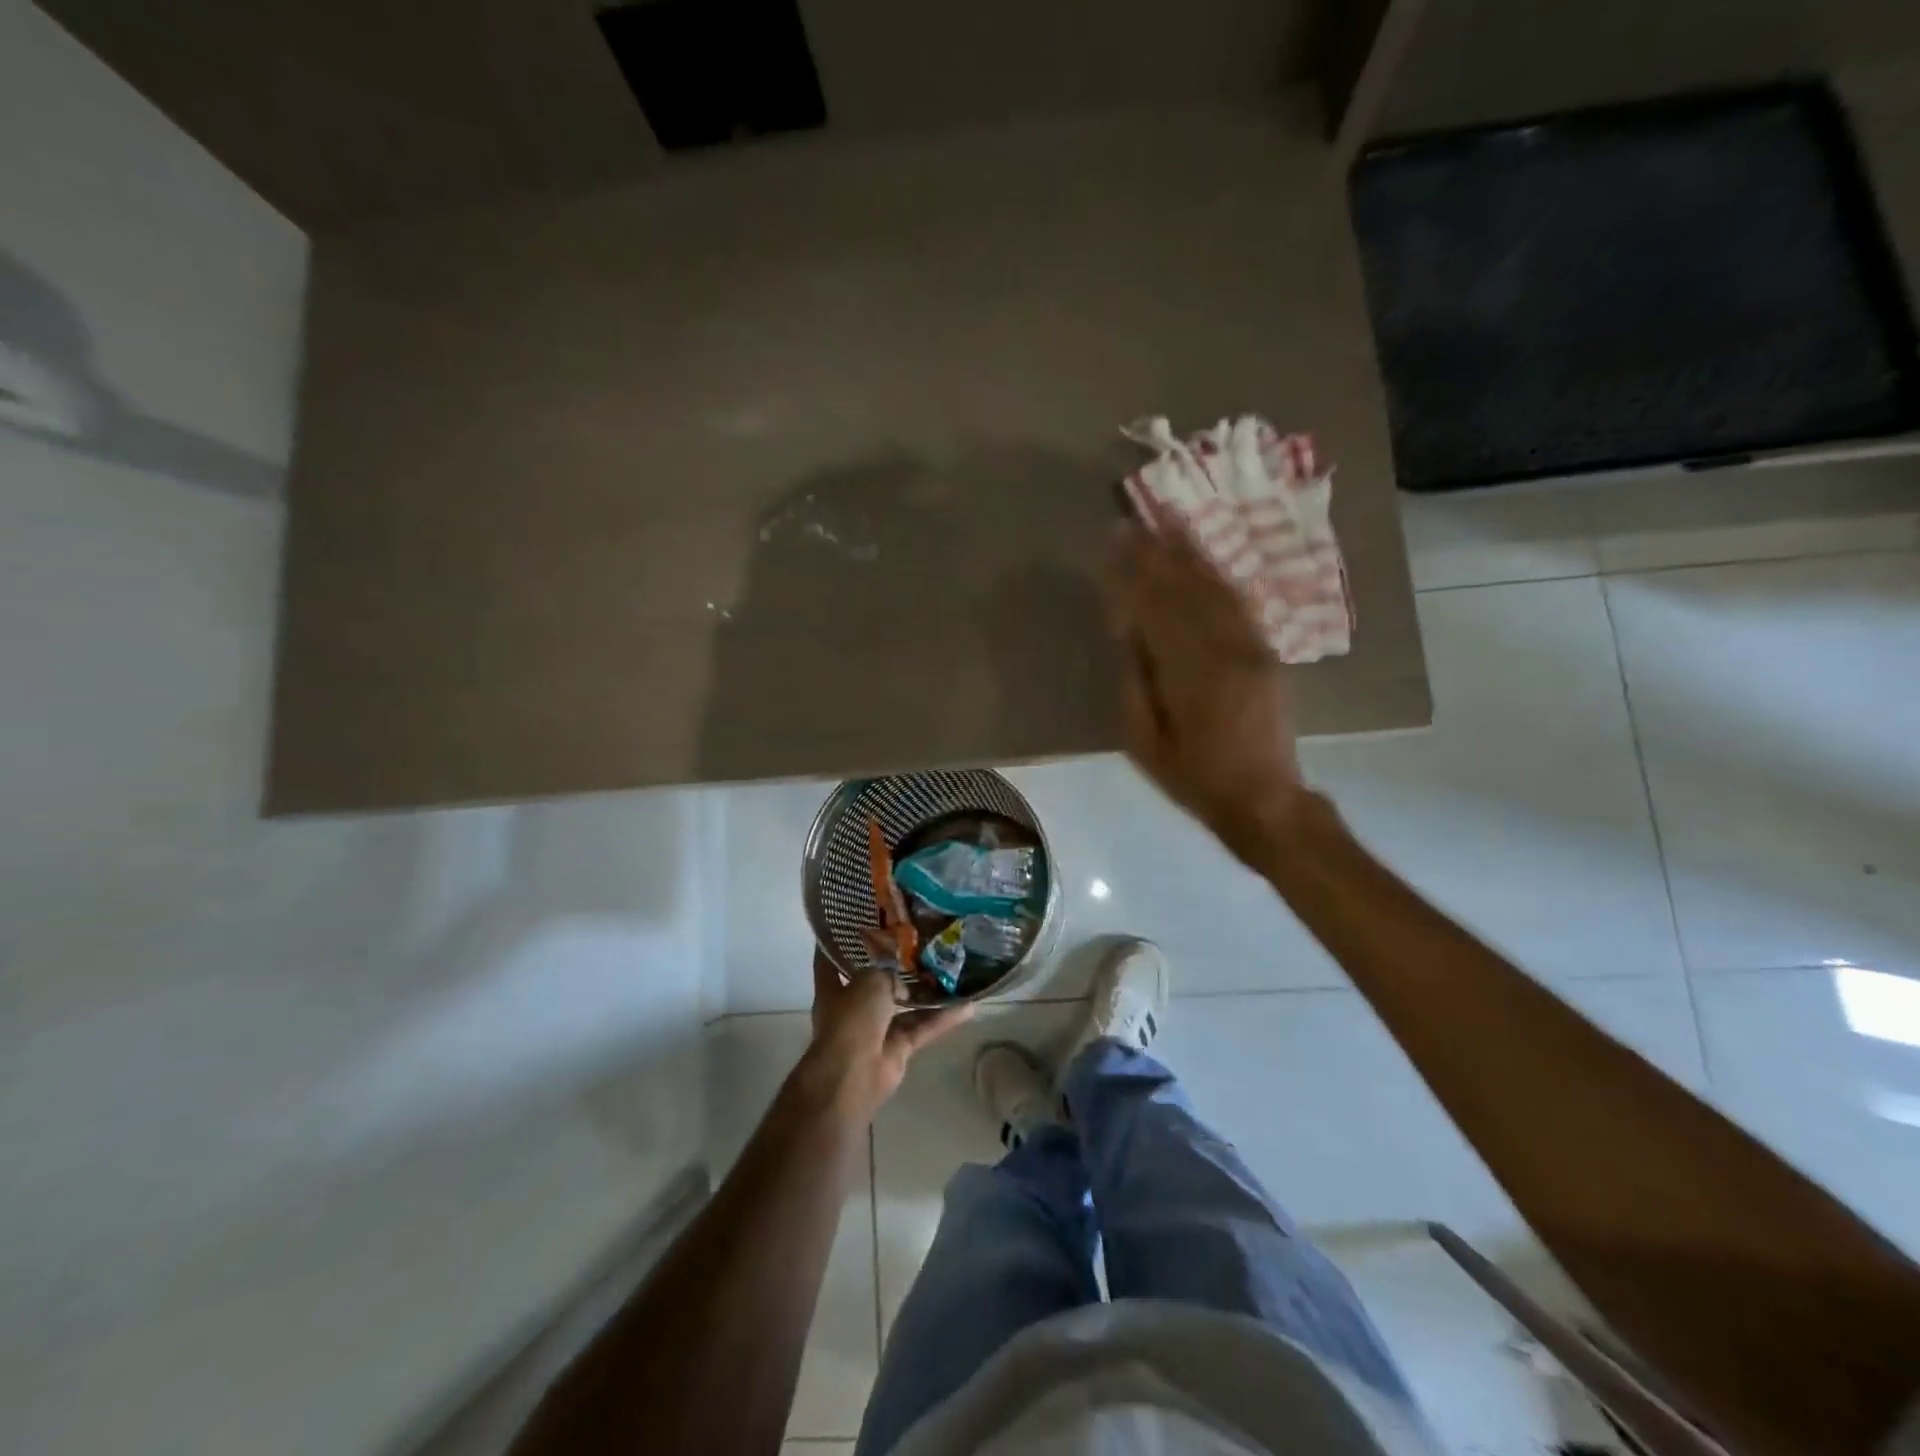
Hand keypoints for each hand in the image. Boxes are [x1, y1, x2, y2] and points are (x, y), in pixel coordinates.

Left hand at [801, 950, 973, 1121]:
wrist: (854, 1073)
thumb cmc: (852, 1018)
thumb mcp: (871, 980)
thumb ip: (888, 971)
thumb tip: (904, 980)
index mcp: (834, 989)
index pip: (829, 962)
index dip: (836, 945)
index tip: (850, 925)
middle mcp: (853, 1008)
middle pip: (875, 983)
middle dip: (895, 968)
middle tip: (920, 944)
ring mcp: (876, 1030)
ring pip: (905, 1006)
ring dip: (926, 993)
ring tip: (952, 970)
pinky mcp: (898, 1049)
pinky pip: (922, 1027)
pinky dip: (942, 1018)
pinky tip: (968, 1005)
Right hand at [1104, 511, 1306, 864]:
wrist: (1264, 799)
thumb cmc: (1193, 778)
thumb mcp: (1144, 742)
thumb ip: (1135, 681)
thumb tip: (1129, 630)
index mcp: (1189, 674)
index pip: (1154, 608)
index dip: (1132, 573)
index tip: (1114, 540)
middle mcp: (1224, 649)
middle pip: (1184, 588)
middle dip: (1156, 552)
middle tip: (1133, 518)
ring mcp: (1251, 647)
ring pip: (1215, 587)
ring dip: (1190, 551)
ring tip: (1169, 518)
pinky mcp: (1265, 651)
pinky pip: (1240, 602)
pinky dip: (1219, 575)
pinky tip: (1204, 556)